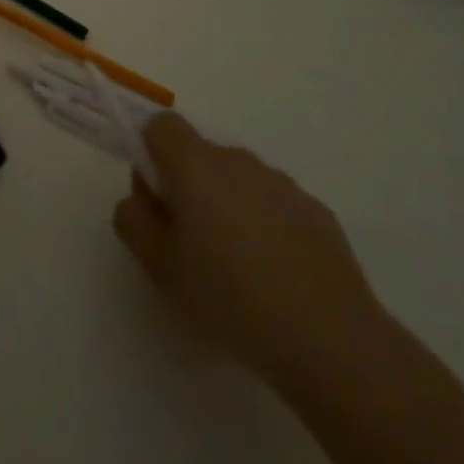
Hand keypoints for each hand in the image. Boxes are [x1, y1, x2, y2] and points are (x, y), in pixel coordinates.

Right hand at [112, 114, 385, 385]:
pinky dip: (264, 226)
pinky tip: (275, 277)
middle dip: (187, 187)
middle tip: (189, 245)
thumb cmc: (230, 298)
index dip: (150, 155)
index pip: (161, 125)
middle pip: (199, 154)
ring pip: (237, 180)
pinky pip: (273, 205)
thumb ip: (133, 222)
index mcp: (195, 165)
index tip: (156, 202)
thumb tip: (137, 199)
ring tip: (235, 269)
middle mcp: (237, 160)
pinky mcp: (315, 210)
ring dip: (227, 207)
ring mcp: (281, 182)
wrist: (329, 338)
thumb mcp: (160, 268)